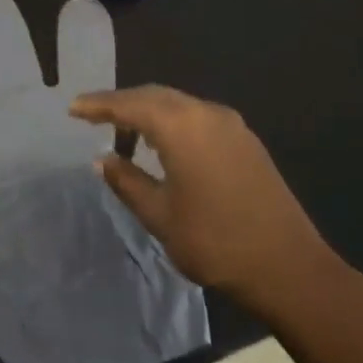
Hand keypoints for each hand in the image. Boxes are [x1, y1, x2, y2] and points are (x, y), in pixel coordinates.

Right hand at [70, 86, 359, 326]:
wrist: (289, 267)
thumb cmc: (215, 241)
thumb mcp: (159, 215)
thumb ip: (126, 181)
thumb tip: (102, 159)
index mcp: (181, 126)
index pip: (129, 104)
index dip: (98, 105)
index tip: (72, 109)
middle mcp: (206, 113)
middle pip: (154, 95)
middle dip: (121, 103)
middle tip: (92, 116)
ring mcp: (230, 125)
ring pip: (177, 103)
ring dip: (148, 112)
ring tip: (123, 133)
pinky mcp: (245, 140)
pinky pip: (197, 116)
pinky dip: (171, 121)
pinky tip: (162, 144)